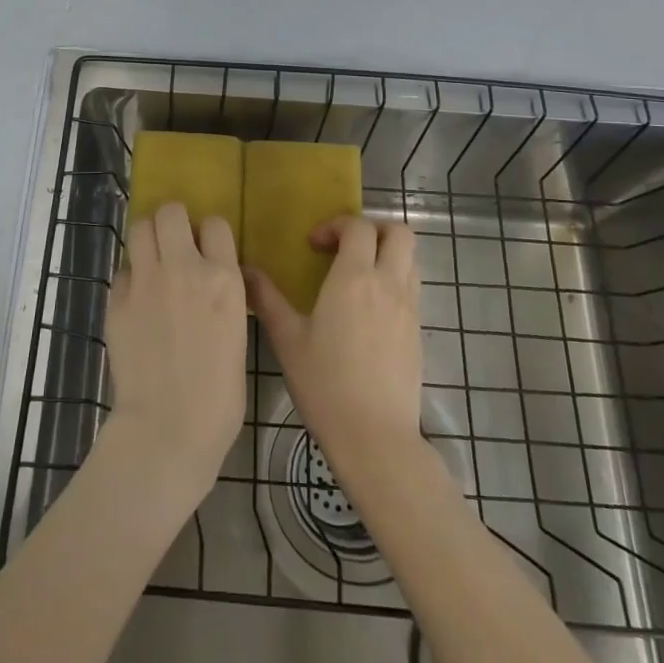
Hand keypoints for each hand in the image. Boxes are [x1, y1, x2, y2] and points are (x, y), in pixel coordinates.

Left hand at [106, 203, 248, 505]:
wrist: (169, 426)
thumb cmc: (219, 394)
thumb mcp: (236, 333)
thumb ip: (221, 295)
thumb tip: (208, 281)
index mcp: (223, 278)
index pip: (215, 224)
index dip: (209, 233)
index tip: (206, 248)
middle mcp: (183, 268)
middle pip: (171, 212)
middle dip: (172, 222)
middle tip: (174, 244)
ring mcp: (146, 281)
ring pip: (140, 228)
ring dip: (148, 239)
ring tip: (152, 262)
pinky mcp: (117, 300)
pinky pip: (122, 271)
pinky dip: (130, 279)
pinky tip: (136, 302)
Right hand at [245, 216, 422, 479]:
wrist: (375, 437)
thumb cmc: (324, 384)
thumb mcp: (287, 339)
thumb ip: (266, 299)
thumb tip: (244, 271)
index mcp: (354, 278)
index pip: (358, 227)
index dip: (336, 225)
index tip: (314, 246)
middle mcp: (388, 284)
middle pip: (399, 232)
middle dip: (373, 229)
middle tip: (345, 248)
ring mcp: (409, 308)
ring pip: (410, 259)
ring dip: (387, 254)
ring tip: (358, 275)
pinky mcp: (418, 332)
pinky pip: (412, 288)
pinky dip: (395, 281)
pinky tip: (370, 310)